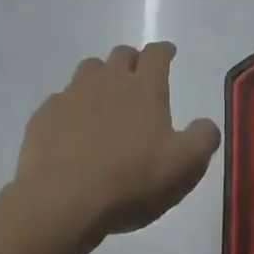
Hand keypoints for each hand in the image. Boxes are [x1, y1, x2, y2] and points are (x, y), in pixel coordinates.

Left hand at [14, 43, 220, 246]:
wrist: (61, 202)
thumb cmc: (130, 181)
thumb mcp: (183, 166)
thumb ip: (202, 140)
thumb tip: (208, 124)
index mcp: (144, 88)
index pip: (157, 54)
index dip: (164, 51)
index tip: (168, 54)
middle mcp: (108, 80)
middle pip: (121, 54)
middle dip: (132, 61)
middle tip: (138, 78)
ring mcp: (72, 95)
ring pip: (89, 69)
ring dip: (100, 77)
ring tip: (104, 98)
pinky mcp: (45, 115)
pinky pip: (61, 100)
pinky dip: (71, 107)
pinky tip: (72, 128)